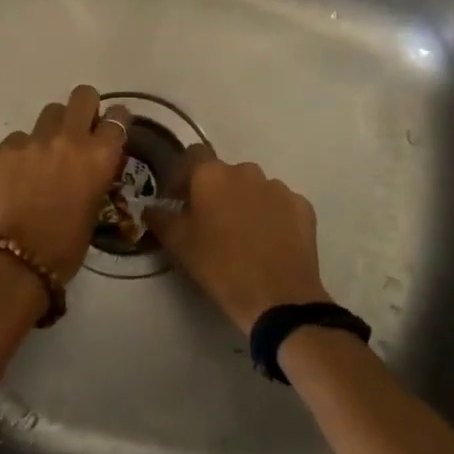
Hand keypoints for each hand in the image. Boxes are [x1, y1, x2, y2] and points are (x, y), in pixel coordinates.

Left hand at [0, 85, 132, 281]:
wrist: (19, 260)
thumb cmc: (67, 244)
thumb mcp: (96, 205)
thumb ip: (96, 173)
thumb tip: (91, 162)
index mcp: (101, 155)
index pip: (117, 117)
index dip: (114, 121)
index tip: (109, 129)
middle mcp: (71, 138)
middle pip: (83, 95)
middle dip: (84, 108)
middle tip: (79, 129)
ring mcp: (36, 139)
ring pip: (51, 111)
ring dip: (54, 126)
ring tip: (47, 151)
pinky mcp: (7, 147)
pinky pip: (21, 136)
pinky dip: (24, 149)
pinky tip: (21, 172)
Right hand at [146, 144, 330, 332]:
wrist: (277, 298)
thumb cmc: (219, 266)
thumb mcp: (177, 244)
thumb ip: (159, 218)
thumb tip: (151, 207)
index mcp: (211, 174)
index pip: (192, 155)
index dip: (183, 174)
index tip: (177, 198)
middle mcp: (246, 171)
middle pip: (225, 173)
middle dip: (215, 190)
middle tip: (210, 220)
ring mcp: (278, 187)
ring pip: (254, 187)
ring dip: (244, 201)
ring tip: (242, 233)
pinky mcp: (302, 207)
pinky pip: (280, 204)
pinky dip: (272, 215)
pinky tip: (268, 241)